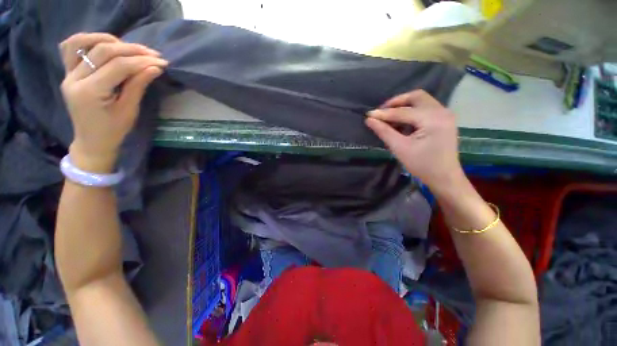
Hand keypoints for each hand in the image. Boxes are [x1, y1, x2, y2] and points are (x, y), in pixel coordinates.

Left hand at [59, 33, 168, 172]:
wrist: (92, 141)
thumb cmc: (113, 130)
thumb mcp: (129, 110)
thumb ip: (138, 85)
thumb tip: (154, 68)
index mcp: (90, 92)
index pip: (118, 66)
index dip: (142, 62)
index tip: (161, 62)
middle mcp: (74, 79)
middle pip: (102, 51)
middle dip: (131, 50)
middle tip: (152, 54)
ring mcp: (68, 74)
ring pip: (82, 42)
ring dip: (108, 40)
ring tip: (128, 47)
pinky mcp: (68, 73)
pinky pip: (71, 48)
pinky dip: (88, 40)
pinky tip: (105, 44)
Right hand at [365, 90, 462, 189]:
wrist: (444, 178)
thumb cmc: (422, 165)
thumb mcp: (400, 148)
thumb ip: (384, 132)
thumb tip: (369, 120)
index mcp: (433, 119)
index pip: (403, 111)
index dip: (384, 113)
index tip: (368, 115)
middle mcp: (442, 111)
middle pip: (416, 97)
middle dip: (396, 102)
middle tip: (382, 112)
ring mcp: (445, 114)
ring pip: (421, 101)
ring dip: (404, 105)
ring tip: (389, 116)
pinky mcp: (444, 120)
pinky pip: (425, 108)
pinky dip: (411, 111)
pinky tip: (402, 121)